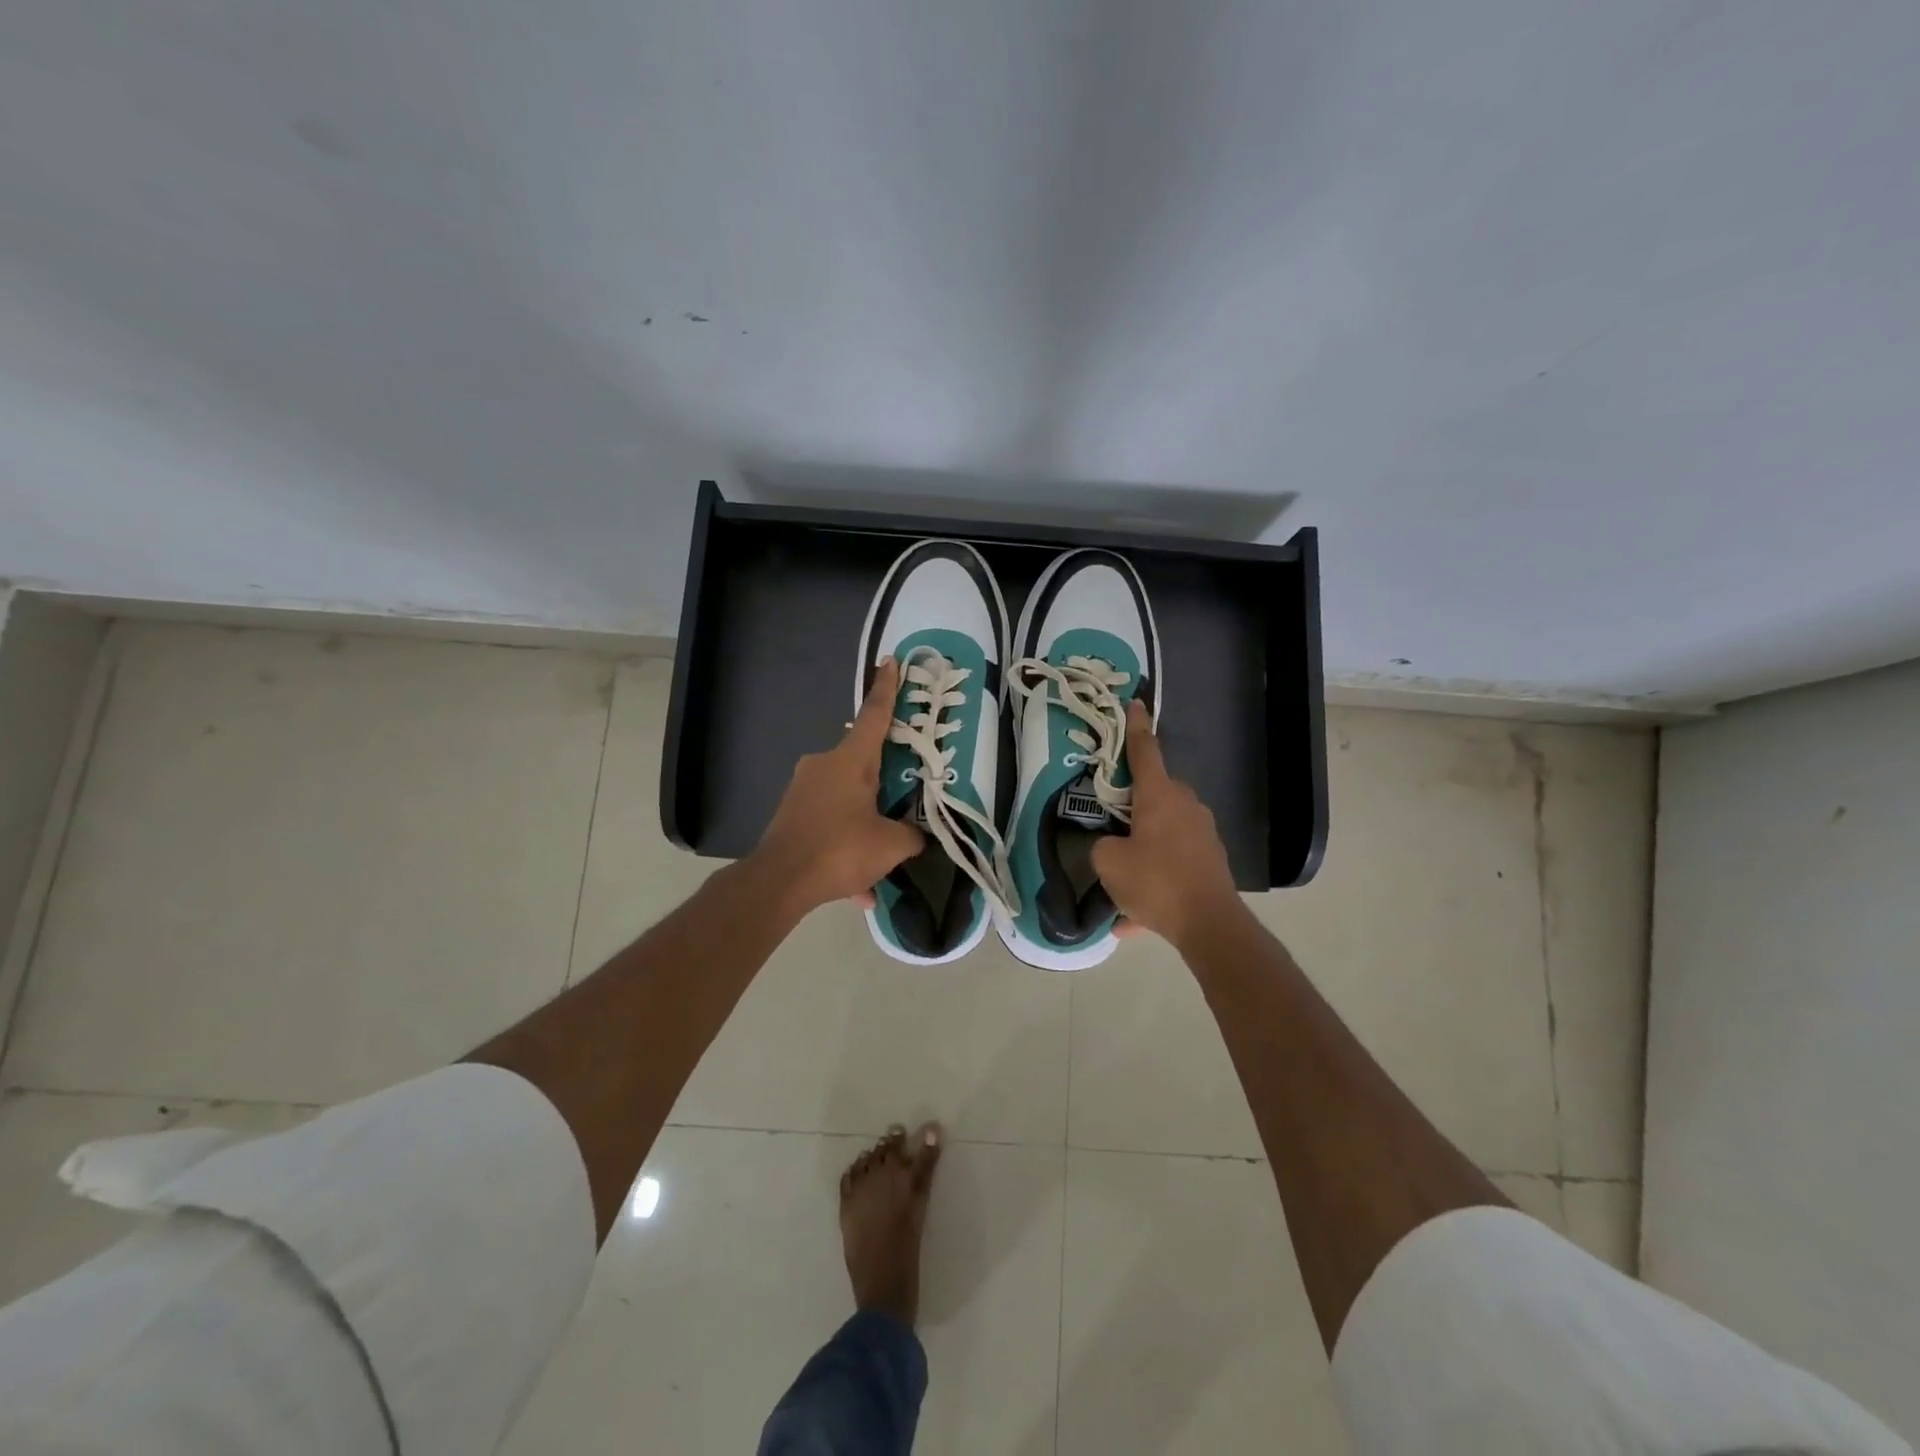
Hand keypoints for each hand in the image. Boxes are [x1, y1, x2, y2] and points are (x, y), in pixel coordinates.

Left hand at [751, 657, 924, 916]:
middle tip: (905, 792)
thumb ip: (911, 836)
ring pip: (847, 797)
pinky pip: (830, 822)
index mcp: (851, 760)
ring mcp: (803, 788)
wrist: (778, 882)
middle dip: (885, 776)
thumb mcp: (890, 845)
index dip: (887, 688)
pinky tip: (859, 888)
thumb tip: (918, 837)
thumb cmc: (839, 849)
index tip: (890, 660)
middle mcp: (824, 764)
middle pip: (863, 760)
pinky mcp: (792, 814)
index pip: (874, 715)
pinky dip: (846, 846)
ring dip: (867, 822)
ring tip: (883, 860)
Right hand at [1093, 701, 1242, 948]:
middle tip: (1113, 823)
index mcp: (1159, 796)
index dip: (1136, 727)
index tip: (1135, 703)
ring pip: (1164, 832)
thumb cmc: (1156, 882)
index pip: (1145, 752)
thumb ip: (1102, 846)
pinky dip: (1156, 878)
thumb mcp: (1109, 863)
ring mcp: (1203, 833)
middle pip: (1155, 793)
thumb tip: (1111, 845)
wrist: (1210, 924)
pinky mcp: (1211, 859)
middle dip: (1135, 805)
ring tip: (1123, 884)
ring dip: (1144, 849)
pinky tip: (1136, 917)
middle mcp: (1186, 806)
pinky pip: (1174, 861)